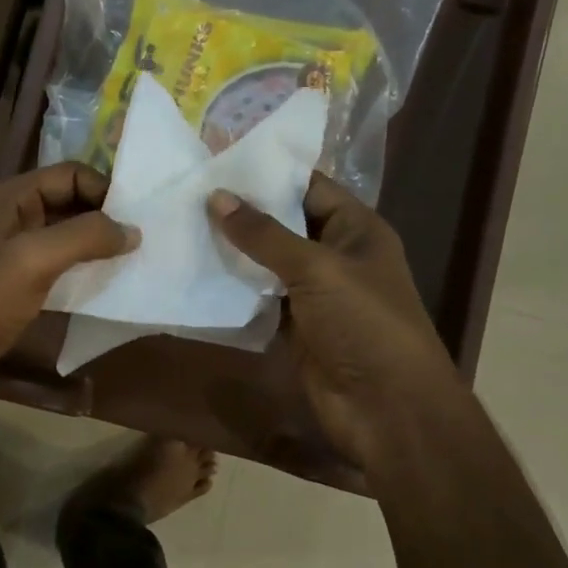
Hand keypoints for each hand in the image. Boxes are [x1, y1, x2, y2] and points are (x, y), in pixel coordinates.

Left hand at [0, 163, 137, 422]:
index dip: (104, 190)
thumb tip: (133, 230)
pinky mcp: (14, 286)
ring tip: (133, 261)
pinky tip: (105, 286)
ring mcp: (10, 254)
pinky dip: (81, 271)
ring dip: (96, 245)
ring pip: (64, 237)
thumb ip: (85, 236)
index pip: (69, 175)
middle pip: (68, 202)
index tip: (138, 218)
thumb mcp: (34, 260)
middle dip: (104, 217)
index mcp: (8, 198)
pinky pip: (56, 267)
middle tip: (143, 239)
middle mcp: (9, 218)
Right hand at [211, 175, 460, 468]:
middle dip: (240, 210)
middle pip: (282, 223)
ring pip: (265, 262)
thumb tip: (216, 197)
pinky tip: (194, 271)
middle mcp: (334, 255)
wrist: (386, 409)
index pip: (308, 186)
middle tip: (186, 190)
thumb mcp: (316, 269)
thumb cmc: (364, 324)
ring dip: (231, 249)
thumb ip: (264, 234)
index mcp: (355, 229)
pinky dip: (231, 288)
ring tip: (181, 224)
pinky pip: (257, 297)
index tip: (216, 158)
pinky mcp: (293, 325)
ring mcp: (312, 293)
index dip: (266, 172)